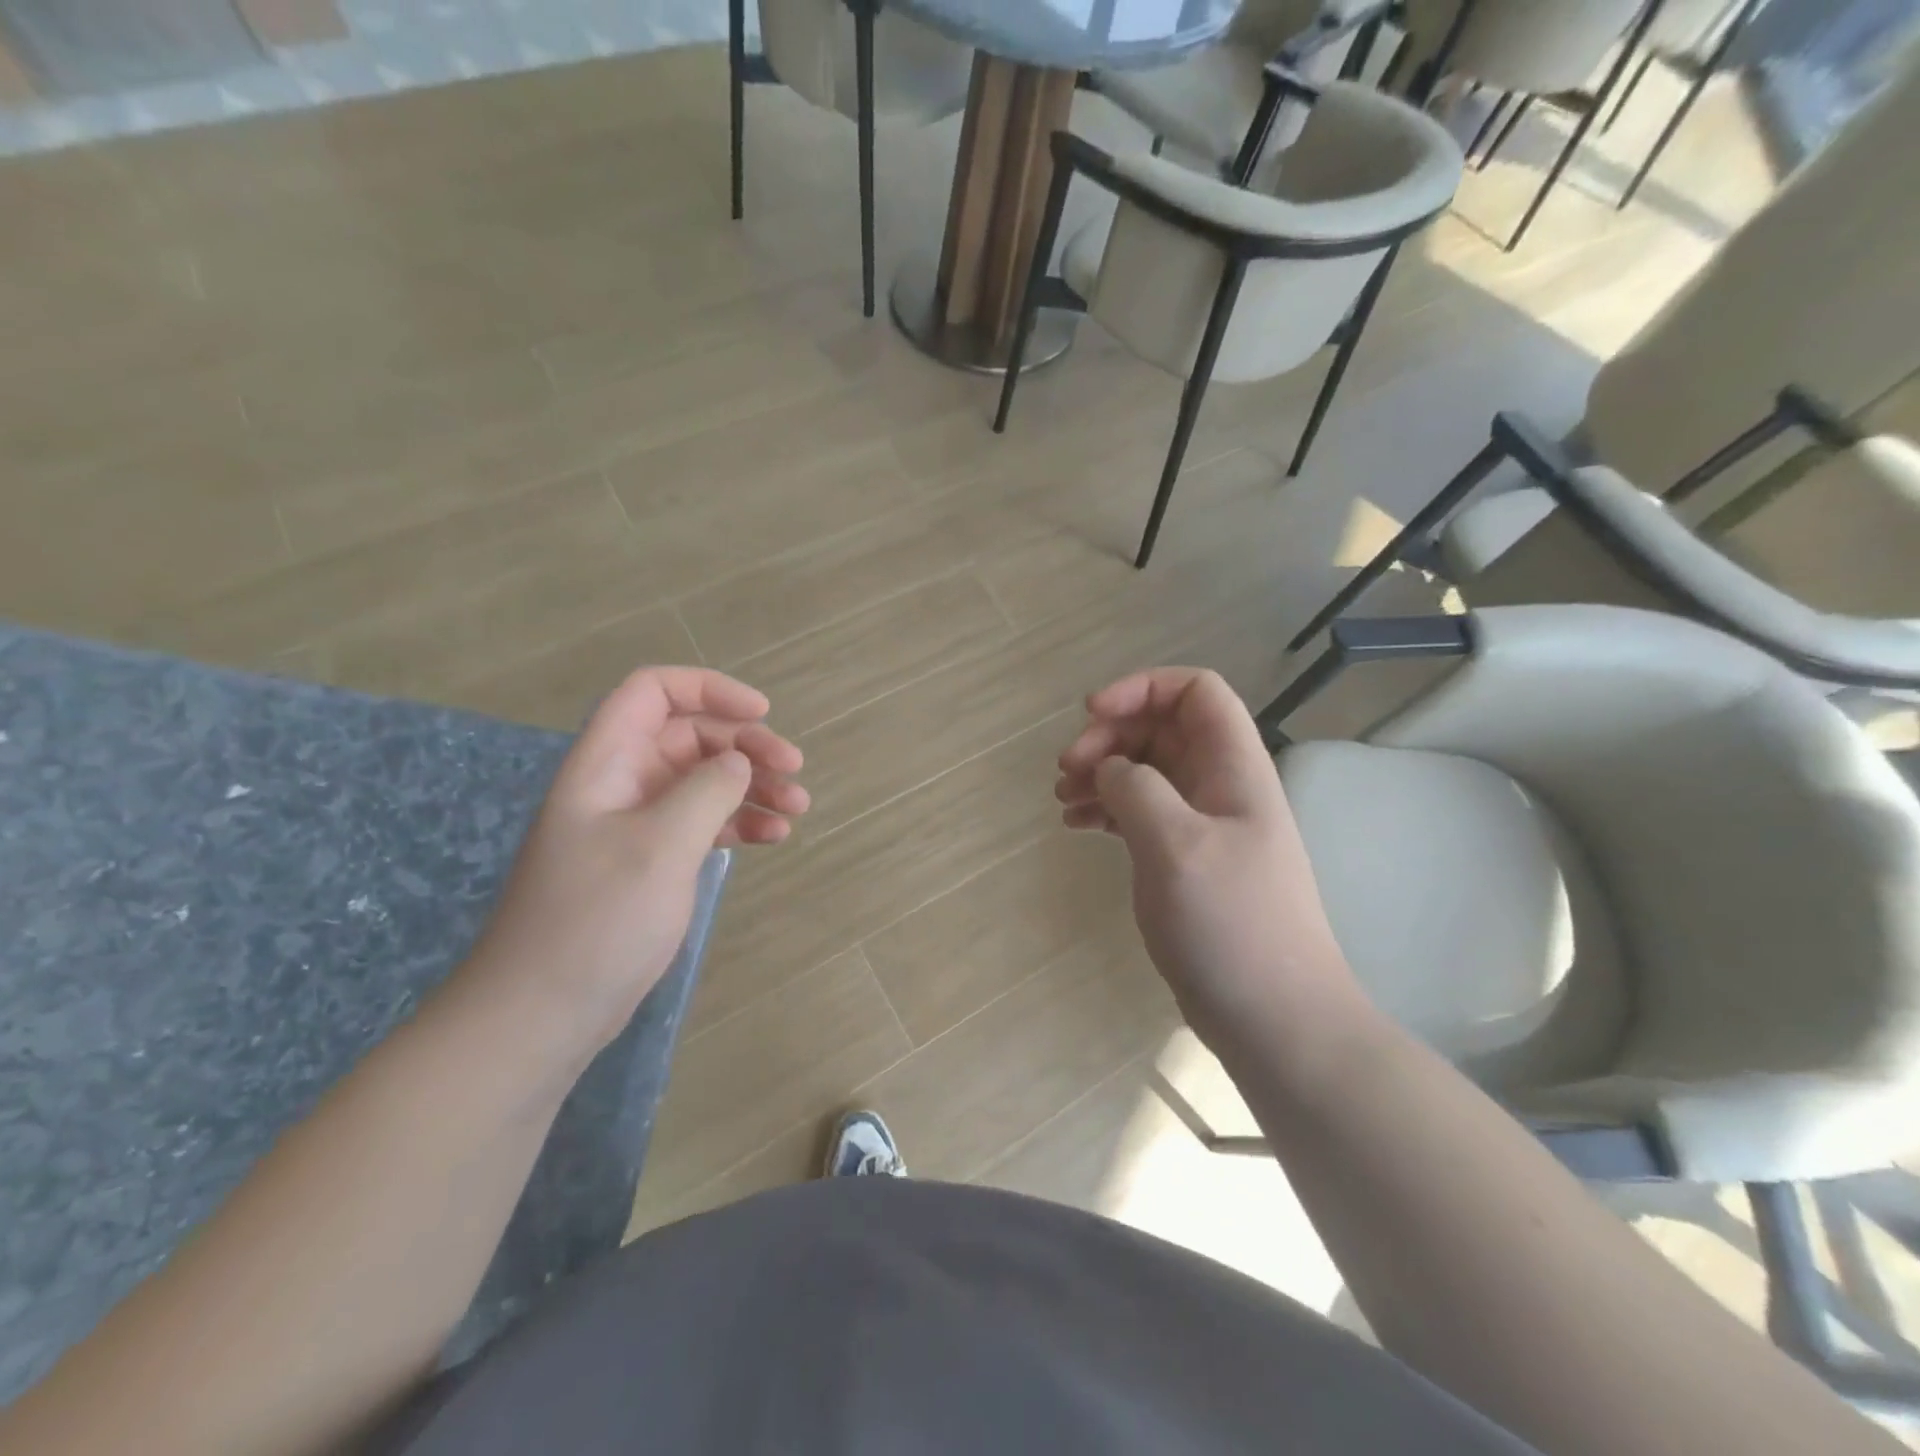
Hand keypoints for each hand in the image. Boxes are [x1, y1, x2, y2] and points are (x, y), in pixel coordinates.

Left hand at [454, 666, 808, 1057]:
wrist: (543, 1013)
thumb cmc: (597, 921)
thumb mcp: (660, 847)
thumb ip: (707, 791)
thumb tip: (739, 760)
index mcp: (607, 763)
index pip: (653, 692)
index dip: (709, 689)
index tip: (761, 713)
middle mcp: (622, 783)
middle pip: (690, 735)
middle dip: (745, 744)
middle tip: (793, 770)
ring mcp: (637, 824)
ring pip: (703, 780)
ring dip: (752, 785)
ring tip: (797, 808)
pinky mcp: (651, 860)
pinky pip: (703, 822)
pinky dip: (740, 822)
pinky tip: (774, 837)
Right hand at [1056, 668, 1363, 1054]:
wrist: (1274, 1016)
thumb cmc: (1231, 923)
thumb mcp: (1176, 845)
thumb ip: (1137, 789)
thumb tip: (1111, 770)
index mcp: (1233, 767)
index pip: (1195, 691)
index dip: (1141, 688)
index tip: (1091, 715)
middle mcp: (1220, 785)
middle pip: (1162, 728)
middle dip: (1110, 736)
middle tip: (1066, 768)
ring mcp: (1203, 824)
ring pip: (1147, 770)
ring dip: (1102, 773)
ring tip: (1062, 799)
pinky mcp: (1185, 859)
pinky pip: (1141, 812)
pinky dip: (1107, 809)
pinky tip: (1076, 826)